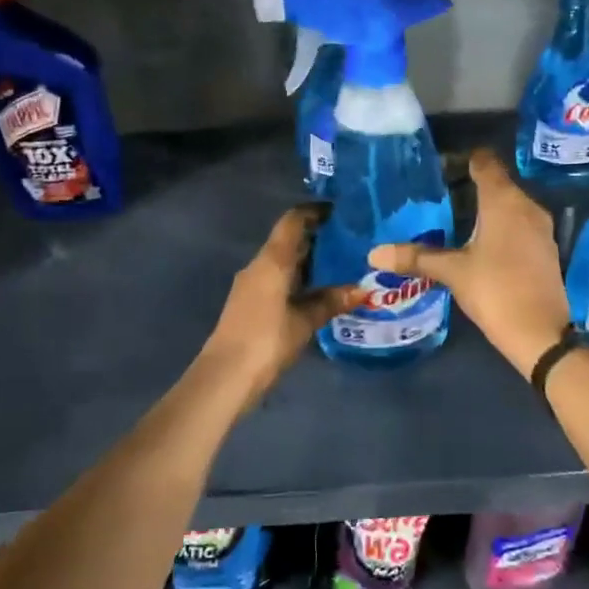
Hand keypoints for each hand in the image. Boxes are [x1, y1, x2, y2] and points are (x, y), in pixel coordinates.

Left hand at [201, 206, 357, 407]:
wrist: (226, 376)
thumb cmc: (267, 339)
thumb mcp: (305, 321)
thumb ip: (331, 301)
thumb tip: (362, 289)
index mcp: (272, 260)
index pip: (293, 221)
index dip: (314, 212)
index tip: (340, 211)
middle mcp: (259, 266)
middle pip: (288, 240)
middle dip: (317, 238)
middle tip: (350, 241)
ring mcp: (252, 285)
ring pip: (284, 262)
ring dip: (309, 261)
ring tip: (341, 265)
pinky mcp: (250, 304)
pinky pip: (278, 280)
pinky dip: (299, 279)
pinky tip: (319, 292)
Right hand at [369, 149, 571, 378]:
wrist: (540, 333)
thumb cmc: (496, 291)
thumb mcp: (453, 272)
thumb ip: (416, 257)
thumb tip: (374, 253)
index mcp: (504, 201)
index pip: (486, 163)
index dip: (463, 159)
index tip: (439, 166)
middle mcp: (527, 206)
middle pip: (498, 182)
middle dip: (469, 184)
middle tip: (437, 194)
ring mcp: (540, 228)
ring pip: (509, 204)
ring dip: (485, 206)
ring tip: (453, 217)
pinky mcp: (545, 248)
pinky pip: (518, 223)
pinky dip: (499, 225)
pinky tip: (479, 241)